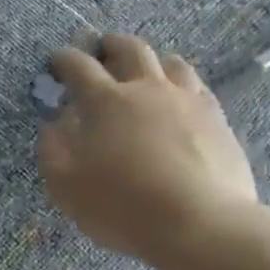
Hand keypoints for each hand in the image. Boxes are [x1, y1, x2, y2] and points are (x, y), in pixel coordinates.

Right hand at [38, 33, 258, 262]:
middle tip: (101, 50)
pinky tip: (180, 101)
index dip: (63, 60)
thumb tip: (52, 125)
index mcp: (105, 102)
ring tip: (145, 73)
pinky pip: (197, 87)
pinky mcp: (217, 119)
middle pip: (129, 49)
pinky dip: (181, 86)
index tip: (56, 61)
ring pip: (170, 62)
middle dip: (110, 45)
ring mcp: (187, 100)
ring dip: (151, 62)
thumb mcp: (66, 186)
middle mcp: (147, 89)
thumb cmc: (122, 206)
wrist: (199, 223)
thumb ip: (52, 150)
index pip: (78, 67)